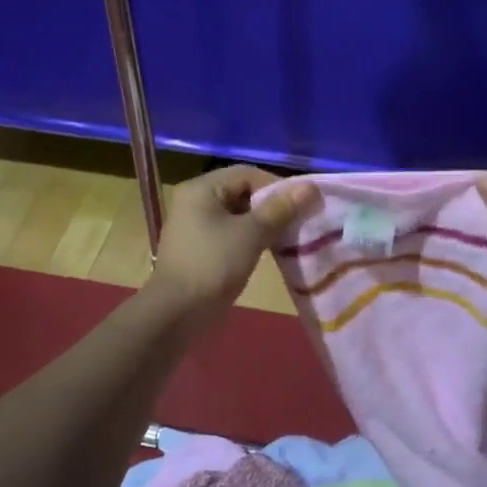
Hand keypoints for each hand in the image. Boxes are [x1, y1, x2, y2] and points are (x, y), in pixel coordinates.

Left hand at [144, 166, 314, 326]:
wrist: (177, 313)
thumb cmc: (213, 265)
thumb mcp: (251, 234)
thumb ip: (280, 209)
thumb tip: (310, 187)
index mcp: (201, 189)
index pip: (247, 174)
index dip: (277, 186)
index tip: (302, 205)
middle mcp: (195, 202)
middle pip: (242, 192)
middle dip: (272, 206)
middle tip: (298, 222)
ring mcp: (195, 227)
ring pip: (238, 215)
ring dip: (264, 224)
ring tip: (288, 237)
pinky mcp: (200, 249)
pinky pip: (231, 234)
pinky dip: (251, 238)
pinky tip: (270, 251)